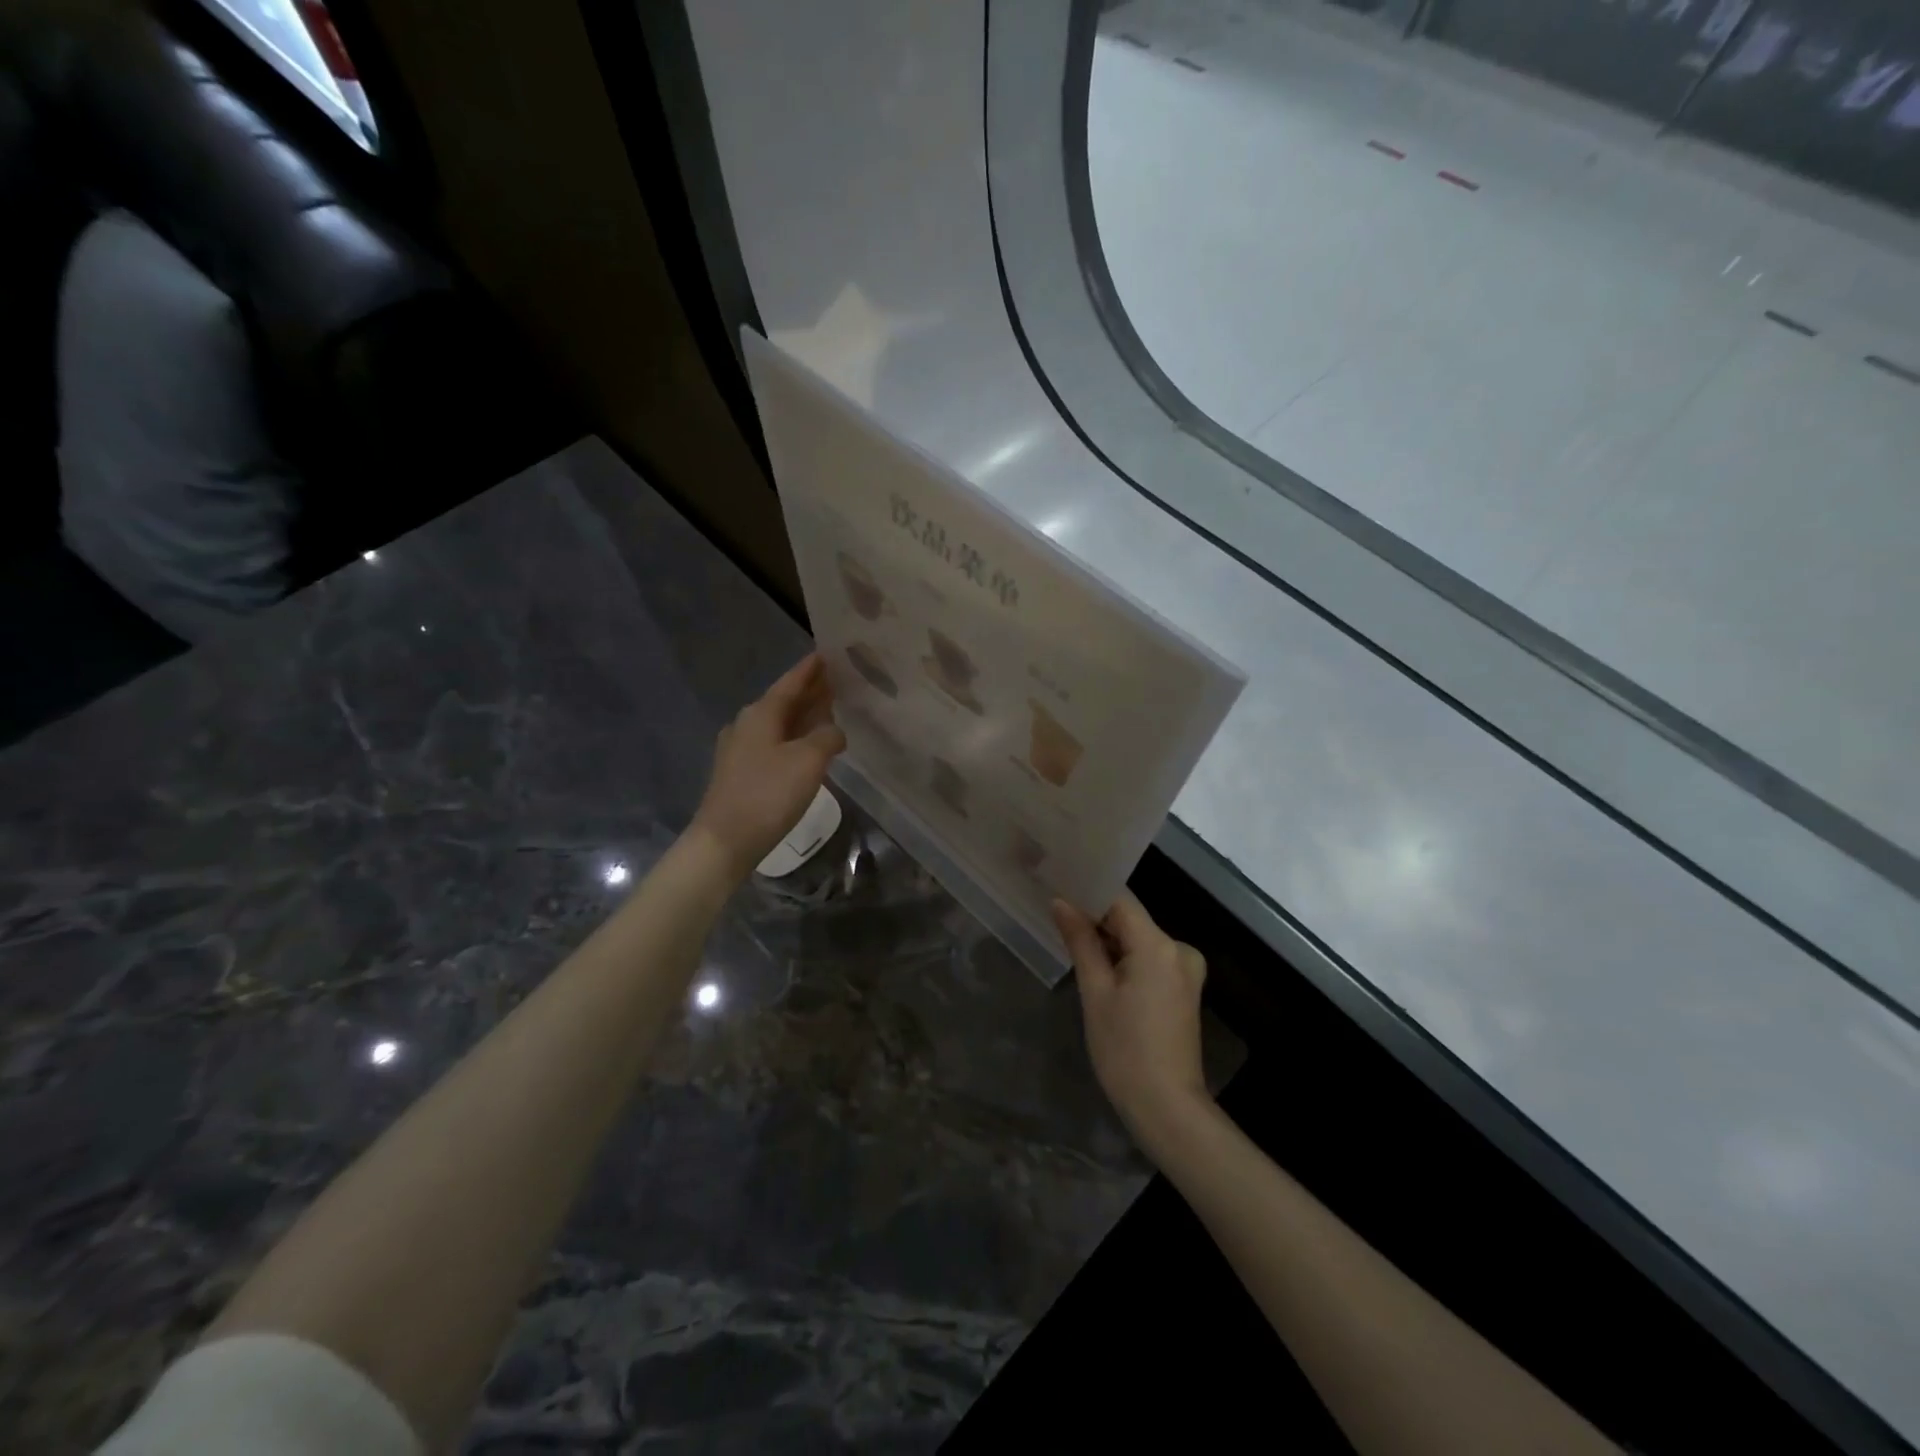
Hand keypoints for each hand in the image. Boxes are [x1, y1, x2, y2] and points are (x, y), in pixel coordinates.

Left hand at [689, 653, 846, 879]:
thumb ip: (828, 737)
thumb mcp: (809, 761)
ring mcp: (740, 749)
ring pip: (779, 723)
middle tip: (838, 681)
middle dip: (811, 692)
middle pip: (784, 701)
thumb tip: (835, 731)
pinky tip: (809, 747)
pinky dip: (795, 737)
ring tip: (830, 711)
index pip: (791, 682)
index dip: (811, 668)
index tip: (829, 652)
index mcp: (761, 713)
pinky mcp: (741, 772)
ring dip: (804, 716)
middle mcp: (747, 724)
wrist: (725, 841)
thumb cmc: (768, 794)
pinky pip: (774, 743)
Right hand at [1053, 892, 1211, 1156]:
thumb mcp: (1095, 992)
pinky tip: (1100, 968)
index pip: (1120, 900)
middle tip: (1056, 915)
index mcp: (1158, 945)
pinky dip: (1125, 959)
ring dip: (1109, 940)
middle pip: (1131, 919)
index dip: (1089, 891)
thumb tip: (1061, 902)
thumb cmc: (1124, 1050)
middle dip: (1095, 917)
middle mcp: (1179, 949)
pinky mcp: (1184, 988)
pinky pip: (1149, 958)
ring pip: (1139, 939)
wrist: (1167, 1108)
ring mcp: (1186, 969)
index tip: (1058, 887)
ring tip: (1071, 940)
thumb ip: (1081, 941)